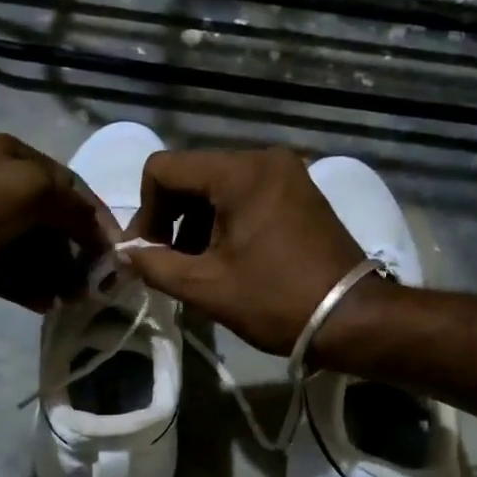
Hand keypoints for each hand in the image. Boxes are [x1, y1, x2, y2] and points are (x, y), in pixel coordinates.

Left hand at [0, 134, 117, 308]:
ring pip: (44, 258)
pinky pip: (21, 281)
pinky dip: (37, 292)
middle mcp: (12, 196)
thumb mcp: (30, 189)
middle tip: (98, 286)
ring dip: (64, 278)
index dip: (99, 222)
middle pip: (63, 228)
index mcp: (22, 165)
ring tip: (74, 300)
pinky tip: (46, 305)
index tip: (118, 256)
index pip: (76, 192)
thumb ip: (73, 209)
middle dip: (84, 255)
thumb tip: (101, 237)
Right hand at [121, 147, 365, 353]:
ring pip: (218, 186)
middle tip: (169, 264)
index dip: (145, 211)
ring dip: (197, 223)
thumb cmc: (276, 301)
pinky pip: (246, 194)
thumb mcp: (206, 287)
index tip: (147, 253)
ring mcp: (287, 173)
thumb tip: (125, 254)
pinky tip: (227, 258)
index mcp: (239, 172)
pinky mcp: (300, 192)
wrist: (352, 318)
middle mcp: (264, 158)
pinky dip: (226, 221)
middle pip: (192, 175)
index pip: (164, 169)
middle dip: (171, 219)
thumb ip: (155, 266)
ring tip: (199, 267)